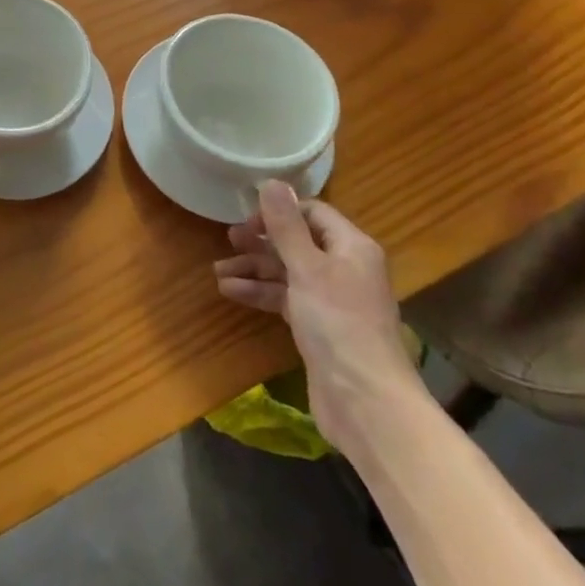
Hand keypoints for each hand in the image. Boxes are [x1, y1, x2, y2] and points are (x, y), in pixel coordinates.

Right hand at [214, 183, 424, 453]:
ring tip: (218, 270)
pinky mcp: (319, 328)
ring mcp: (331, 300)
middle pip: (297, 242)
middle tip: (228, 241)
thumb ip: (286, 225)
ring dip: (254, 269)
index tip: (248, 219)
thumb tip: (272, 181)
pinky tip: (229, 292)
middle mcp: (344, 269)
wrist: (366, 404)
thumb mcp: (307, 268)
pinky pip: (285, 298)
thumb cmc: (338, 324)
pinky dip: (260, 293)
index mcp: (350, 247)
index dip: (279, 212)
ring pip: (287, 272)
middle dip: (261, 241)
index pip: (313, 213)